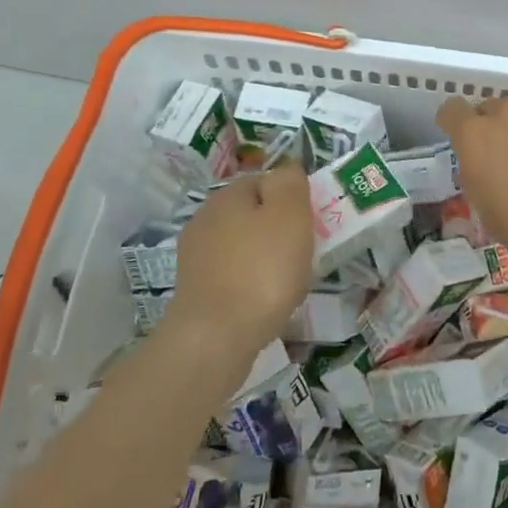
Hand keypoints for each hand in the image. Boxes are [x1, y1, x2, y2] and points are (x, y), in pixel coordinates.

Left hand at [173, 163, 312, 351]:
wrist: (216, 337)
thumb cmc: (262, 269)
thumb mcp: (289, 213)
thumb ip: (290, 182)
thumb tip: (287, 170)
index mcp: (228, 195)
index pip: (266, 180)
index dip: (293, 198)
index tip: (312, 223)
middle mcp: (206, 218)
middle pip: (253, 213)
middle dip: (279, 229)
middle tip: (304, 252)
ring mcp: (196, 256)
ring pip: (243, 245)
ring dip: (265, 257)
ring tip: (288, 281)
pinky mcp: (196, 289)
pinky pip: (233, 274)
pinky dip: (251, 281)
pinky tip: (265, 300)